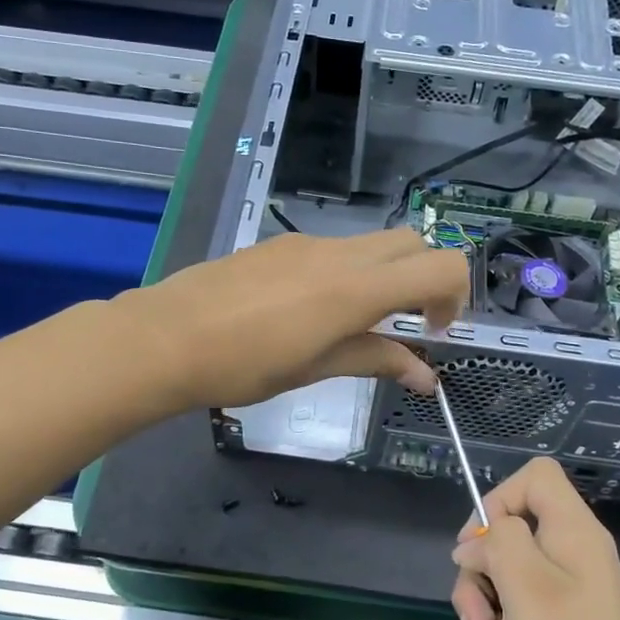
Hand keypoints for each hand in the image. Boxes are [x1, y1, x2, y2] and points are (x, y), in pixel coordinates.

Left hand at [120, 230, 468, 411]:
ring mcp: (306, 243)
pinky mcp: (279, 244)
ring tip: (352, 325)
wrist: (165, 337)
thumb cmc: (243, 365)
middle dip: (425, 278)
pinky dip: (347, 272)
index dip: (454, 297)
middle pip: (412, 242)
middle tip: (406, 324)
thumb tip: (426, 376)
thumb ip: (376, 361)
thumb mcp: (316, 368)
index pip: (441, 266)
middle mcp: (340, 253)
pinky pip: (332, 249)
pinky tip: (309, 311)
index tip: (433, 332)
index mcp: (356, 288)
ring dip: (383, 276)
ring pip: (371, 244)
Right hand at [450, 458, 619, 619]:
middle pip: (505, 551)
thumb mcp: (528, 592)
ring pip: (504, 607)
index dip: (497, 502)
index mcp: (573, 539)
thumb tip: (475, 545)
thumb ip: (497, 547)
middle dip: (479, 596)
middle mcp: (573, 570)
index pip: (535, 478)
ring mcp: (571, 616)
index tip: (477, 550)